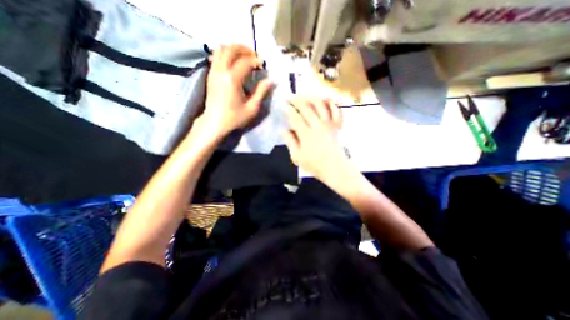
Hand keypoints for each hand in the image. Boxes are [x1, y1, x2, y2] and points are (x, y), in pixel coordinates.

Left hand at [199, 44, 272, 139]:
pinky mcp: (210, 75)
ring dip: (234, 49)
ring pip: (221, 50)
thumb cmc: (234, 117)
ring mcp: (213, 71)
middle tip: (254, 55)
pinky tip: (233, 62)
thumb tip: (271, 80)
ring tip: (244, 56)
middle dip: (244, 49)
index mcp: (233, 79)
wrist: (214, 122)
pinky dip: (225, 54)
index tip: (262, 65)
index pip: (245, 61)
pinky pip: (216, 57)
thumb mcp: (252, 108)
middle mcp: (221, 71)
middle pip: (231, 49)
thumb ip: (261, 92)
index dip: (256, 60)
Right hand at [281, 96, 346, 182]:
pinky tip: (324, 99)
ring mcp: (329, 123)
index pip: (295, 117)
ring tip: (304, 96)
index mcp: (307, 134)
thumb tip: (282, 130)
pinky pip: (335, 109)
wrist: (335, 168)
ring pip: (320, 104)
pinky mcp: (337, 124)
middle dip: (297, 100)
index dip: (288, 109)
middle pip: (307, 107)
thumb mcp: (297, 157)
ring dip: (311, 97)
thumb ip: (290, 142)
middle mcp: (318, 125)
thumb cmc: (315, 164)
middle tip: (290, 98)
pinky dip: (330, 102)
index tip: (283, 105)